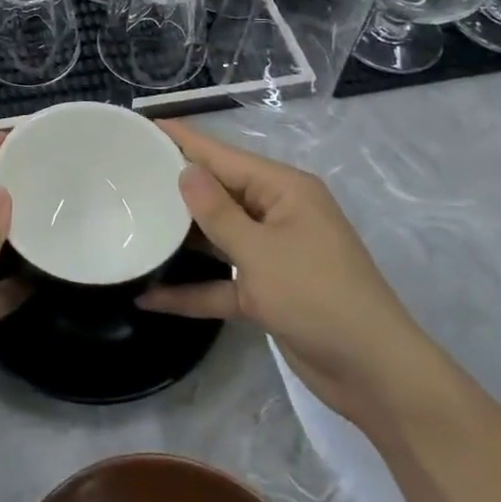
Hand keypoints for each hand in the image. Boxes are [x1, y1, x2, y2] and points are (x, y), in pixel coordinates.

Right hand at [139, 121, 440, 425]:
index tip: (143, 125)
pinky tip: (150, 296)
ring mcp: (272, 253)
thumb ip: (217, 212)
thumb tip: (184, 171)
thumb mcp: (260, 251)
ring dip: (180, 238)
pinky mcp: (267, 291)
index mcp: (283, 190)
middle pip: (217, 192)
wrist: (376, 376)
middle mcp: (277, 213)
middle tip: (124, 175)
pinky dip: (192, 289)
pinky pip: (221, 282)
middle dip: (175, 187)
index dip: (182, 140)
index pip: (222, 155)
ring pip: (216, 236)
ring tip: (130, 223)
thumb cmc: (319, 297)